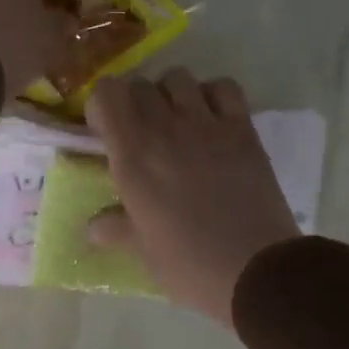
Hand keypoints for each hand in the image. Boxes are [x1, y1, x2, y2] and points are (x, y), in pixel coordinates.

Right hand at [86, 69, 302, 324]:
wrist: (255, 271)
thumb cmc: (189, 265)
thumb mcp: (142, 251)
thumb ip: (115, 229)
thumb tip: (93, 227)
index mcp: (132, 157)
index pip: (106, 94)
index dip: (102, 107)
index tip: (105, 132)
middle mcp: (165, 130)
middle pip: (140, 85)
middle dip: (134, 103)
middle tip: (141, 134)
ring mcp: (207, 125)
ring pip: (178, 78)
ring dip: (170, 95)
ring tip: (176, 123)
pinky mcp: (243, 129)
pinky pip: (223, 87)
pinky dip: (212, 95)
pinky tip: (211, 120)